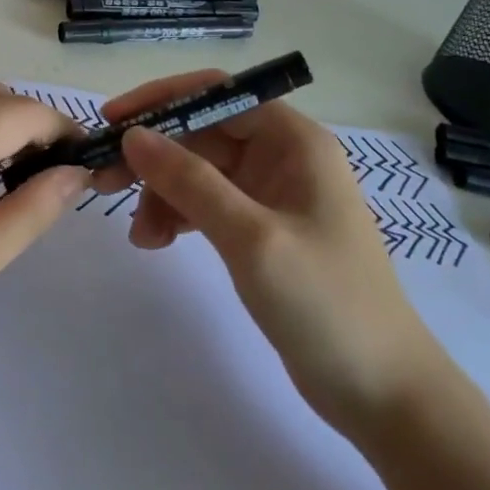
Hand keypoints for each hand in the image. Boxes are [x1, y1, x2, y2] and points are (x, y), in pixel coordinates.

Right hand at [101, 70, 447, 435]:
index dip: (162, 99)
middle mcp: (282, 156)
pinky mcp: (261, 230)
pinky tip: (156, 241)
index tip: (114, 120)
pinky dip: (178, 216)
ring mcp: (271, 194)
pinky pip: (207, 204)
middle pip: (202, 133)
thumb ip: (189, 181)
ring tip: (138, 235)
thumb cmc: (326, 304)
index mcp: (293, 140)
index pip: (217, 93)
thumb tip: (133, 135)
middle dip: (154, 155)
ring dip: (162, 193)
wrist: (385, 395)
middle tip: (105, 181)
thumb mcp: (251, 237)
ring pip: (198, 171)